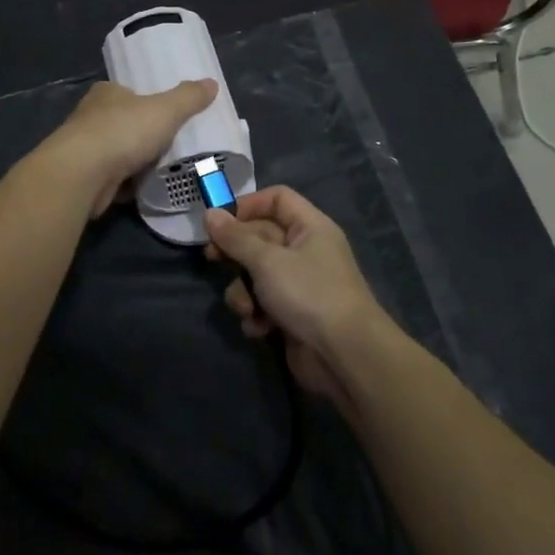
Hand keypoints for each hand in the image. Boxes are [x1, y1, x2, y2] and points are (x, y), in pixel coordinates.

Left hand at [38, 78, 216, 215]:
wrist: (83, 174)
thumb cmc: (123, 131)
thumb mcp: (165, 110)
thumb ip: (188, 98)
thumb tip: (212, 83)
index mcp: (106, 93)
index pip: (126, 92)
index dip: (144, 100)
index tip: (165, 113)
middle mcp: (91, 117)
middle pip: (122, 122)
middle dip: (142, 133)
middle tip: (171, 143)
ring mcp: (85, 150)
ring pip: (117, 152)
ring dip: (135, 161)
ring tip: (164, 168)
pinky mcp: (85, 178)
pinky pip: (113, 179)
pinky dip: (128, 184)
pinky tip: (146, 190)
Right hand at [202, 186, 394, 405]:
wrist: (344, 355)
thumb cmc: (308, 294)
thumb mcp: (267, 261)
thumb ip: (235, 238)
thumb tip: (210, 213)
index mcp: (309, 227)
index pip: (277, 199)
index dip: (248, 205)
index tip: (220, 221)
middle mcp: (305, 251)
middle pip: (260, 237)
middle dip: (236, 252)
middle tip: (212, 259)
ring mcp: (299, 284)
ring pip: (256, 274)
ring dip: (244, 291)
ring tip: (247, 308)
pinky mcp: (291, 315)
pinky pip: (263, 304)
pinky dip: (256, 315)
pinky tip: (259, 328)